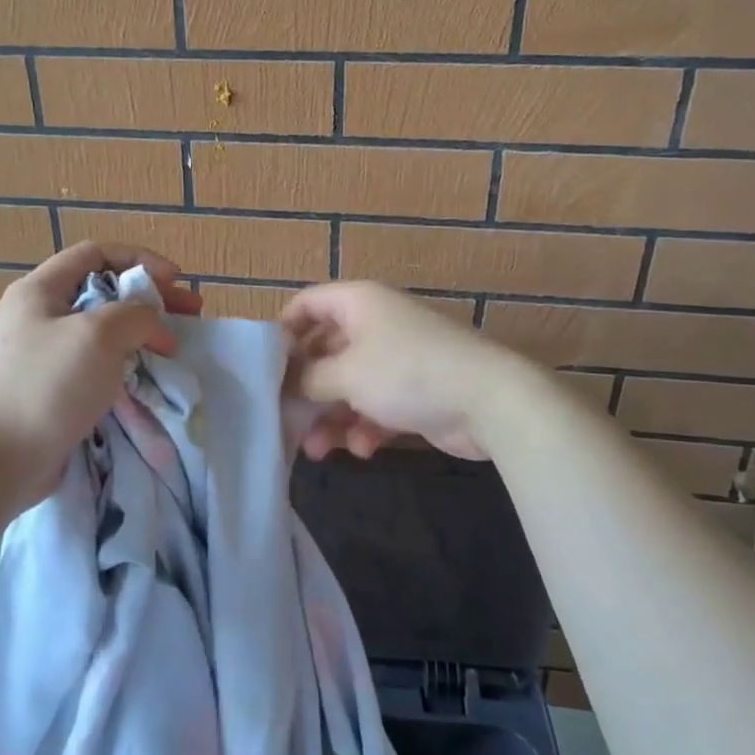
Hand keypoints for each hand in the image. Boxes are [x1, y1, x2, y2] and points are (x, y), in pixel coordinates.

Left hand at [0, 243, 202, 513]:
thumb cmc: (47, 386)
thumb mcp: (98, 335)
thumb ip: (136, 315)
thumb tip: (155, 325)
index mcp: (39, 291)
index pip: (95, 253)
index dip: (139, 259)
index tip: (174, 280)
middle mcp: (38, 316)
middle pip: (103, 292)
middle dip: (150, 299)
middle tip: (190, 313)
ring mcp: (43, 356)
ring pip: (102, 332)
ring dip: (142, 334)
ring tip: (176, 347)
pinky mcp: (51, 390)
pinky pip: (95, 365)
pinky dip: (126, 365)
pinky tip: (150, 376)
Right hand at [281, 282, 528, 462]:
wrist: (489, 401)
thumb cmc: (407, 373)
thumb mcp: (347, 373)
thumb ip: (308, 378)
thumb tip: (286, 383)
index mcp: (357, 303)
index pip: (307, 304)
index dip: (283, 331)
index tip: (265, 368)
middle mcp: (374, 324)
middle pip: (325, 351)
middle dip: (307, 389)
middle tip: (286, 419)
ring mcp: (396, 358)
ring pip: (349, 384)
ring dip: (332, 417)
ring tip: (318, 451)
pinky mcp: (413, 391)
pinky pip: (375, 405)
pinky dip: (365, 426)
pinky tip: (364, 449)